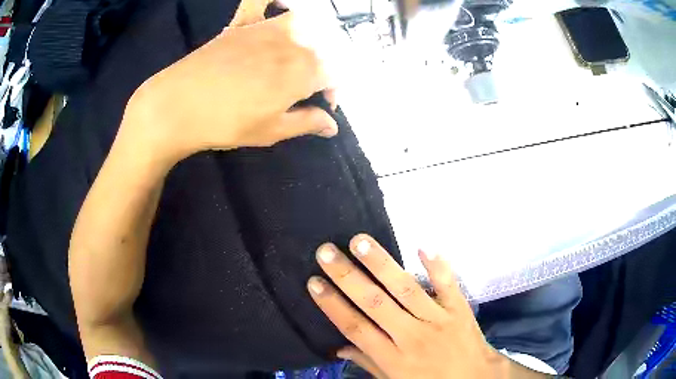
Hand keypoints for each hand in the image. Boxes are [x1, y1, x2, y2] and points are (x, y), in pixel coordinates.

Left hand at [125, 0, 338, 162]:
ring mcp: (266, 29)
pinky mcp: (243, 25)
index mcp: (302, 72)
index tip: (323, 106)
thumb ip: (306, 123)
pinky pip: (260, 4)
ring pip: (302, 25)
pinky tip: (277, 4)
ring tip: (296, 57)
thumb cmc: (225, 124)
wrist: (177, 106)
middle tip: (304, 91)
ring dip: (307, 40)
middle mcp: (291, 44)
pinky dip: (271, 1)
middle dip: (320, 72)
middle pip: (319, 52)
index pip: (334, 76)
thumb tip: (332, 126)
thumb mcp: (270, 132)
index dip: (333, 92)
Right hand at [307, 235, 513, 378]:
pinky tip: (422, 246)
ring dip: (382, 264)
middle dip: (347, 277)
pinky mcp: (459, 309)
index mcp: (392, 357)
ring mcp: (438, 319)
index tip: (313, 282)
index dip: (332, 304)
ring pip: (406, 289)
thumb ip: (368, 363)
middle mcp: (411, 336)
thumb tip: (339, 348)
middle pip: (375, 303)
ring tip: (359, 241)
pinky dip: (437, 265)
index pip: (355, 327)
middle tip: (326, 252)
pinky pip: (448, 284)